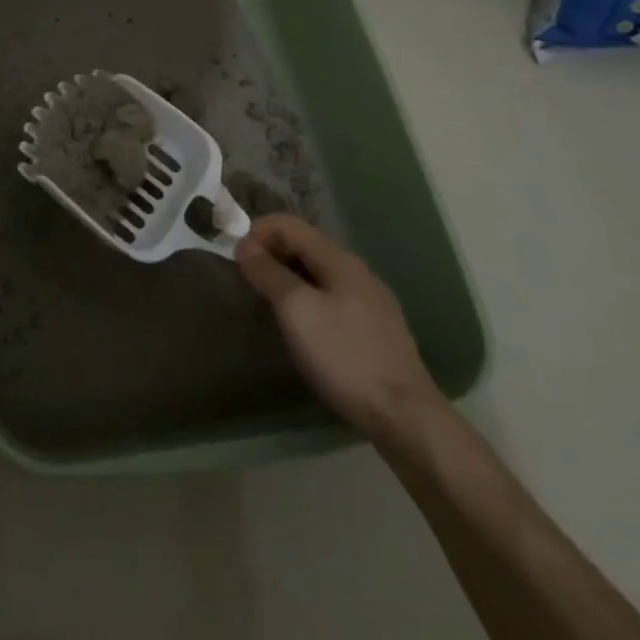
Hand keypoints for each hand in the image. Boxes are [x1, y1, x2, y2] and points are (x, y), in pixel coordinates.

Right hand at [236, 214, 441, 440]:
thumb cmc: (344, 356)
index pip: (289, 224)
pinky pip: (332, 298)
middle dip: (271, 254)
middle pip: (305, 246)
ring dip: (287, 278)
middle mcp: (357, 271)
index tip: (235, 258)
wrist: (404, 416)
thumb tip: (245, 244)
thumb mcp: (296, 310)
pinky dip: (307, 299)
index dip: (258, 232)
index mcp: (339, 259)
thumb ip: (268, 273)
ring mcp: (371, 301)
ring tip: (267, 304)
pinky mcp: (375, 329)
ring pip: (318, 273)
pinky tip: (302, 328)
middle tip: (246, 281)